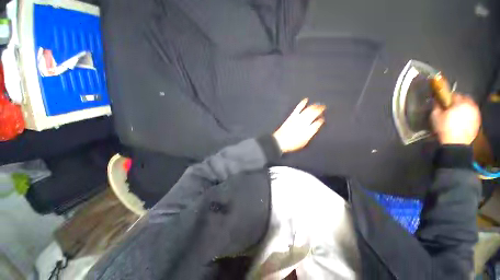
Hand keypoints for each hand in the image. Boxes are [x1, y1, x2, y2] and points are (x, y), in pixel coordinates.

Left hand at [273, 98, 325, 152]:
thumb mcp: (304, 142)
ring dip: (314, 106)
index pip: (317, 123)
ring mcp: (298, 118)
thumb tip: (316, 127)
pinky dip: (302, 104)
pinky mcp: (292, 116)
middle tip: (324, 107)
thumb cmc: (292, 143)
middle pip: (313, 114)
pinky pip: (298, 108)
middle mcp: (304, 123)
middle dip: (319, 110)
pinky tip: (305, 100)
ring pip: (308, 110)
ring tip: (318, 104)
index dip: (320, 120)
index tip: (322, 119)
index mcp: (308, 130)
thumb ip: (310, 134)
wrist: (279, 141)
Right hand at [431, 94, 480, 144]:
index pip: (454, 94)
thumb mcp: (435, 116)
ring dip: (463, 107)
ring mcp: (476, 113)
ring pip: (469, 106)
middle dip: (458, 101)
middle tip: (450, 107)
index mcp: (460, 102)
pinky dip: (467, 114)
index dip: (448, 97)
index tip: (443, 101)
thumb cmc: (444, 128)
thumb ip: (436, 106)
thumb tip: (436, 101)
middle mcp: (470, 105)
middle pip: (464, 98)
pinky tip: (462, 119)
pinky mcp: (478, 120)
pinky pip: (472, 113)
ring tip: (457, 113)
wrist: (456, 143)